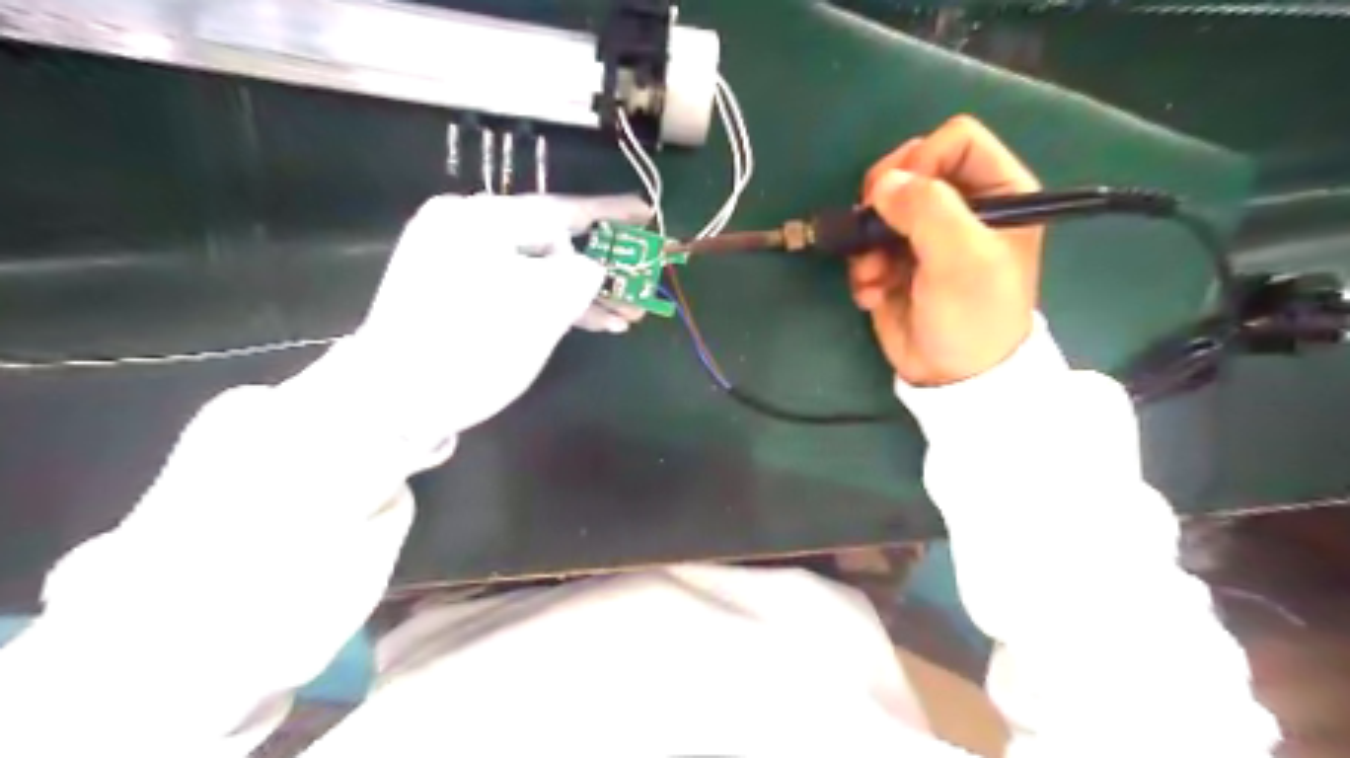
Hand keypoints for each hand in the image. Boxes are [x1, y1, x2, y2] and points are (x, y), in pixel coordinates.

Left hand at [306, 194, 648, 439]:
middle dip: (601, 268)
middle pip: (550, 241)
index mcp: (478, 219)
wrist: (392, 403)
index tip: (646, 212)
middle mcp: (465, 229)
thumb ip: (582, 275)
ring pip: (537, 269)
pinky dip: (552, 302)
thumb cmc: (470, 350)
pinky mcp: (458, 292)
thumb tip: (594, 266)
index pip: (559, 210)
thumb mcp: (541, 309)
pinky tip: (591, 321)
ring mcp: (457, 261)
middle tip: (640, 285)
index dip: (610, 214)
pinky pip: (518, 286)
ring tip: (624, 316)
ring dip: (581, 292)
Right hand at [852, 115, 1041, 386]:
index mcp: (998, 191)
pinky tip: (873, 294)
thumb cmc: (973, 314)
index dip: (923, 160)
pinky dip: (863, 269)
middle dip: (884, 201)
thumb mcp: (962, 257)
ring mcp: (924, 235)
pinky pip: (866, 245)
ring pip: (880, 208)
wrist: (952, 377)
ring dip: (868, 242)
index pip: (954, 140)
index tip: (905, 198)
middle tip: (875, 229)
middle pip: (908, 167)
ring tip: (875, 276)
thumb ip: (927, 208)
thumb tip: (882, 186)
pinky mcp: (895, 262)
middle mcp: (960, 206)